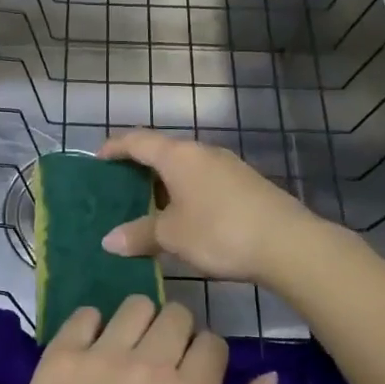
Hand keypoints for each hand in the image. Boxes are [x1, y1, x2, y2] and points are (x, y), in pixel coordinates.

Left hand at [0, 296, 275, 383]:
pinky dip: (92, 327)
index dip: (208, 359)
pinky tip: (91, 356)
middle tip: (162, 367)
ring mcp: (101, 355)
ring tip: (127, 356)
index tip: (194, 380)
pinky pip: (85, 313)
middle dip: (178, 335)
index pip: (212, 343)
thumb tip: (269, 377)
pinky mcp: (61, 355)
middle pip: (177, 314)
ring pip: (136, 305)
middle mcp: (148, 364)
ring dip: (139, 325)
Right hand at [97, 130, 324, 286]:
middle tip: (118, 187)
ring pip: (184, 166)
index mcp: (178, 155)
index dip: (115, 147)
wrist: (287, 243)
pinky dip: (184, 191)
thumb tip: (108, 240)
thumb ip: (139, 234)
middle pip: (162, 151)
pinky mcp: (244, 183)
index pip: (137, 140)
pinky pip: (202, 179)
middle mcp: (201, 151)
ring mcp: (226, 165)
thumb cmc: (219, 231)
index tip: (97, 158)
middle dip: (138, 167)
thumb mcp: (172, 236)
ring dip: (163, 182)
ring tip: (147, 206)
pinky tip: (183, 216)